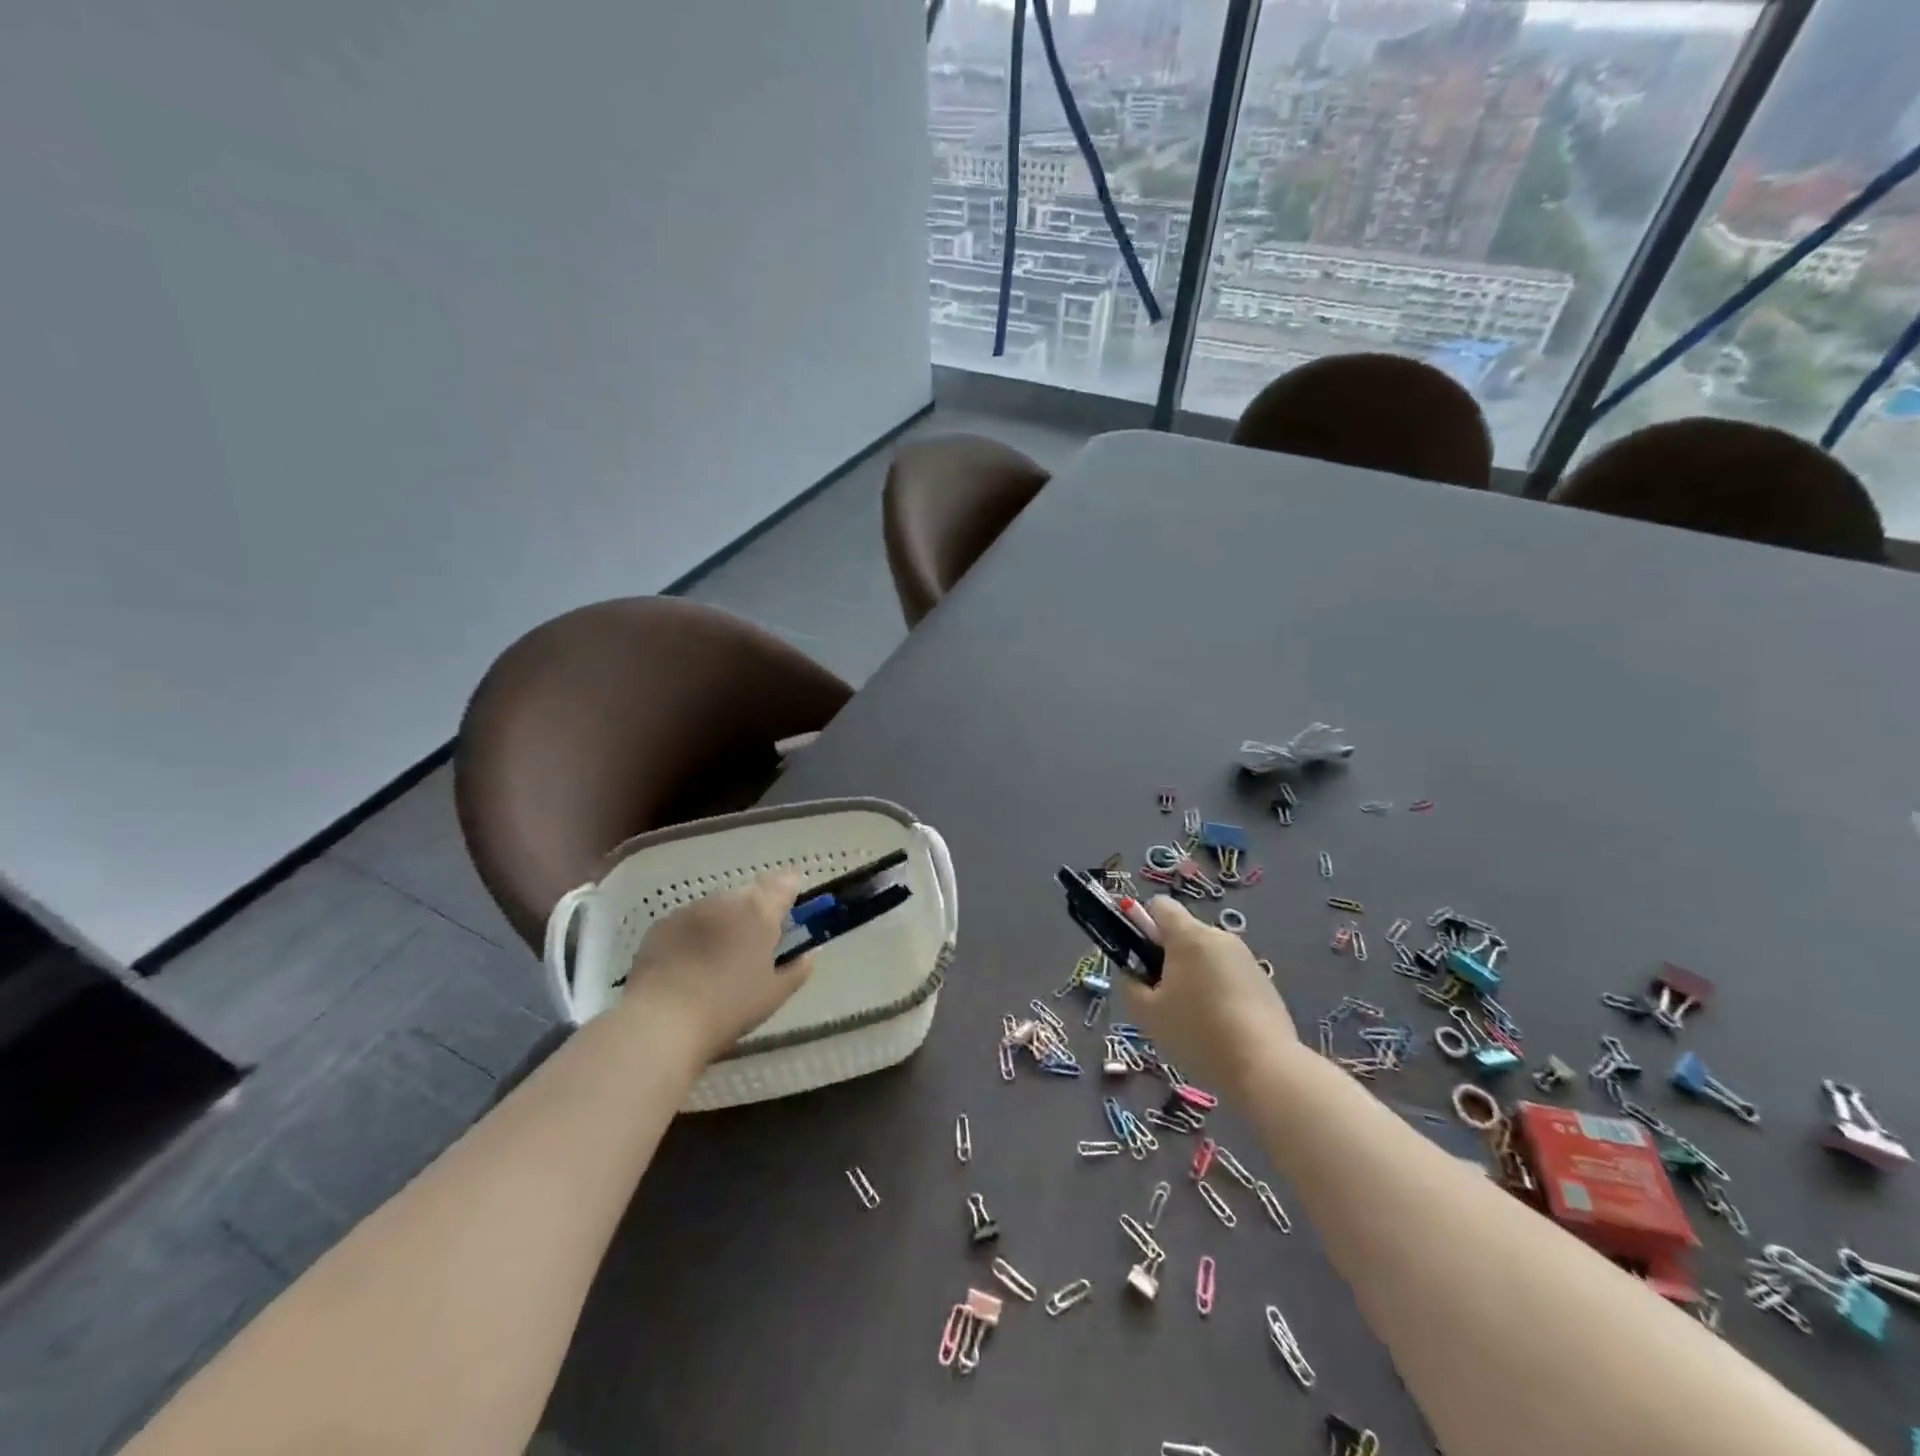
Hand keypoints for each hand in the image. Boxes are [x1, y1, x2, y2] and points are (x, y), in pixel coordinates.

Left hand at [618, 871, 813, 1063]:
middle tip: (755, 947)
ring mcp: (690, 909)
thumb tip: (806, 956)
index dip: (791, 894)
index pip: (786, 883)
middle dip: (757, 912)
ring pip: (718, 907)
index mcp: (760, 911)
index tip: (790, 916)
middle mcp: (726, 900)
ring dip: (725, 923)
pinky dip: (695, 935)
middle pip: (751, 894)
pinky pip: (689, 922)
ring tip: (718, 960)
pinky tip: (689, 966)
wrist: (660, 1022)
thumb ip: (797, 969)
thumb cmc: (728, 1007)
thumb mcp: (774, 995)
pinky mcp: (661, 925)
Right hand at [1119, 896, 1298, 1101]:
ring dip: (1194, 975)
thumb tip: (1133, 974)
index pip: (1159, 905)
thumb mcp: (1147, 1014)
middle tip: (1162, 997)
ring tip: (1193, 1017)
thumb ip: (1130, 985)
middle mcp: (1219, 937)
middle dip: (1169, 957)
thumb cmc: (1197, 1033)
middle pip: (1184, 933)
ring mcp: (1245, 958)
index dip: (1143, 924)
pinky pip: (1229, 974)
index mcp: (1188, 936)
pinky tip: (1220, 1026)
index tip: (1141, 958)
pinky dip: (1219, 990)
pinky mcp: (1264, 981)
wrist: (1265, 1068)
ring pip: (1207, 955)